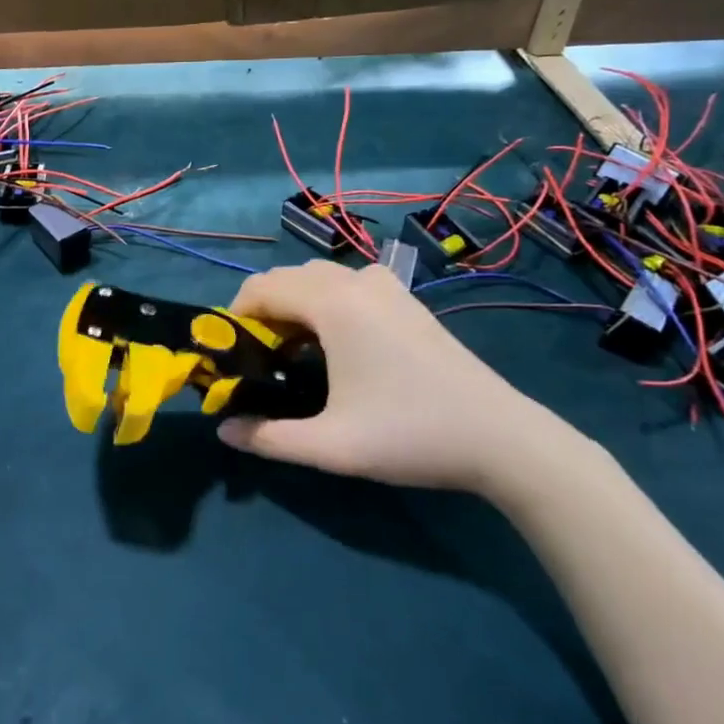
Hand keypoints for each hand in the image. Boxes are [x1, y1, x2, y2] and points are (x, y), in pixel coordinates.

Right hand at [219, 259, 562, 492]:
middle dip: (261, 311)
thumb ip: (269, 438)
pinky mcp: (406, 300)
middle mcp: (356, 282)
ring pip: (318, 278)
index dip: (234, 317)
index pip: (261, 288)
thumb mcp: (331, 447)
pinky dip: (323, 302)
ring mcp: (386, 286)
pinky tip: (333, 343)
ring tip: (290, 351)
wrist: (501, 437)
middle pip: (287, 277)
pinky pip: (347, 284)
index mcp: (333, 305)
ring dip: (293, 304)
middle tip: (257, 358)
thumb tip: (223, 431)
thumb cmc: (410, 435)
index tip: (228, 354)